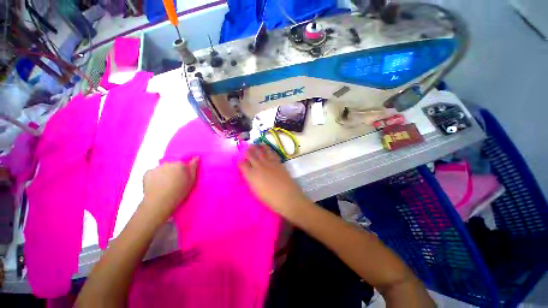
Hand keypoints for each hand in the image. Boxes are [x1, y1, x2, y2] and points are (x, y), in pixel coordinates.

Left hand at [142, 158, 198, 218]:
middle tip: (174, 182)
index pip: (182, 164)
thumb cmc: (179, 191)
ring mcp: (156, 168)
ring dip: (164, 174)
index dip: (183, 171)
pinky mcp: (147, 173)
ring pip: (162, 169)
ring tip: (165, 185)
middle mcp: (168, 163)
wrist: (160, 201)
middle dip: (173, 171)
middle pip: (172, 165)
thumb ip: (194, 167)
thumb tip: (197, 156)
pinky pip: (153, 173)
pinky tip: (157, 185)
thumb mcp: (192, 179)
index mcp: (180, 164)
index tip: (182, 179)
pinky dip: (155, 177)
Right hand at [239, 145, 308, 217]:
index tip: (241, 162)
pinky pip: (271, 153)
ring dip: (257, 147)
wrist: (286, 196)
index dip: (240, 162)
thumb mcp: (255, 191)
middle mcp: (258, 165)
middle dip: (246, 151)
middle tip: (246, 149)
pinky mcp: (277, 162)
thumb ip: (251, 180)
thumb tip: (249, 173)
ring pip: (261, 150)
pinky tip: (267, 148)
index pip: (242, 164)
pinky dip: (268, 149)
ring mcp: (269, 162)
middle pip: (250, 154)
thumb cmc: (269, 198)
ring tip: (255, 145)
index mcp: (251, 174)